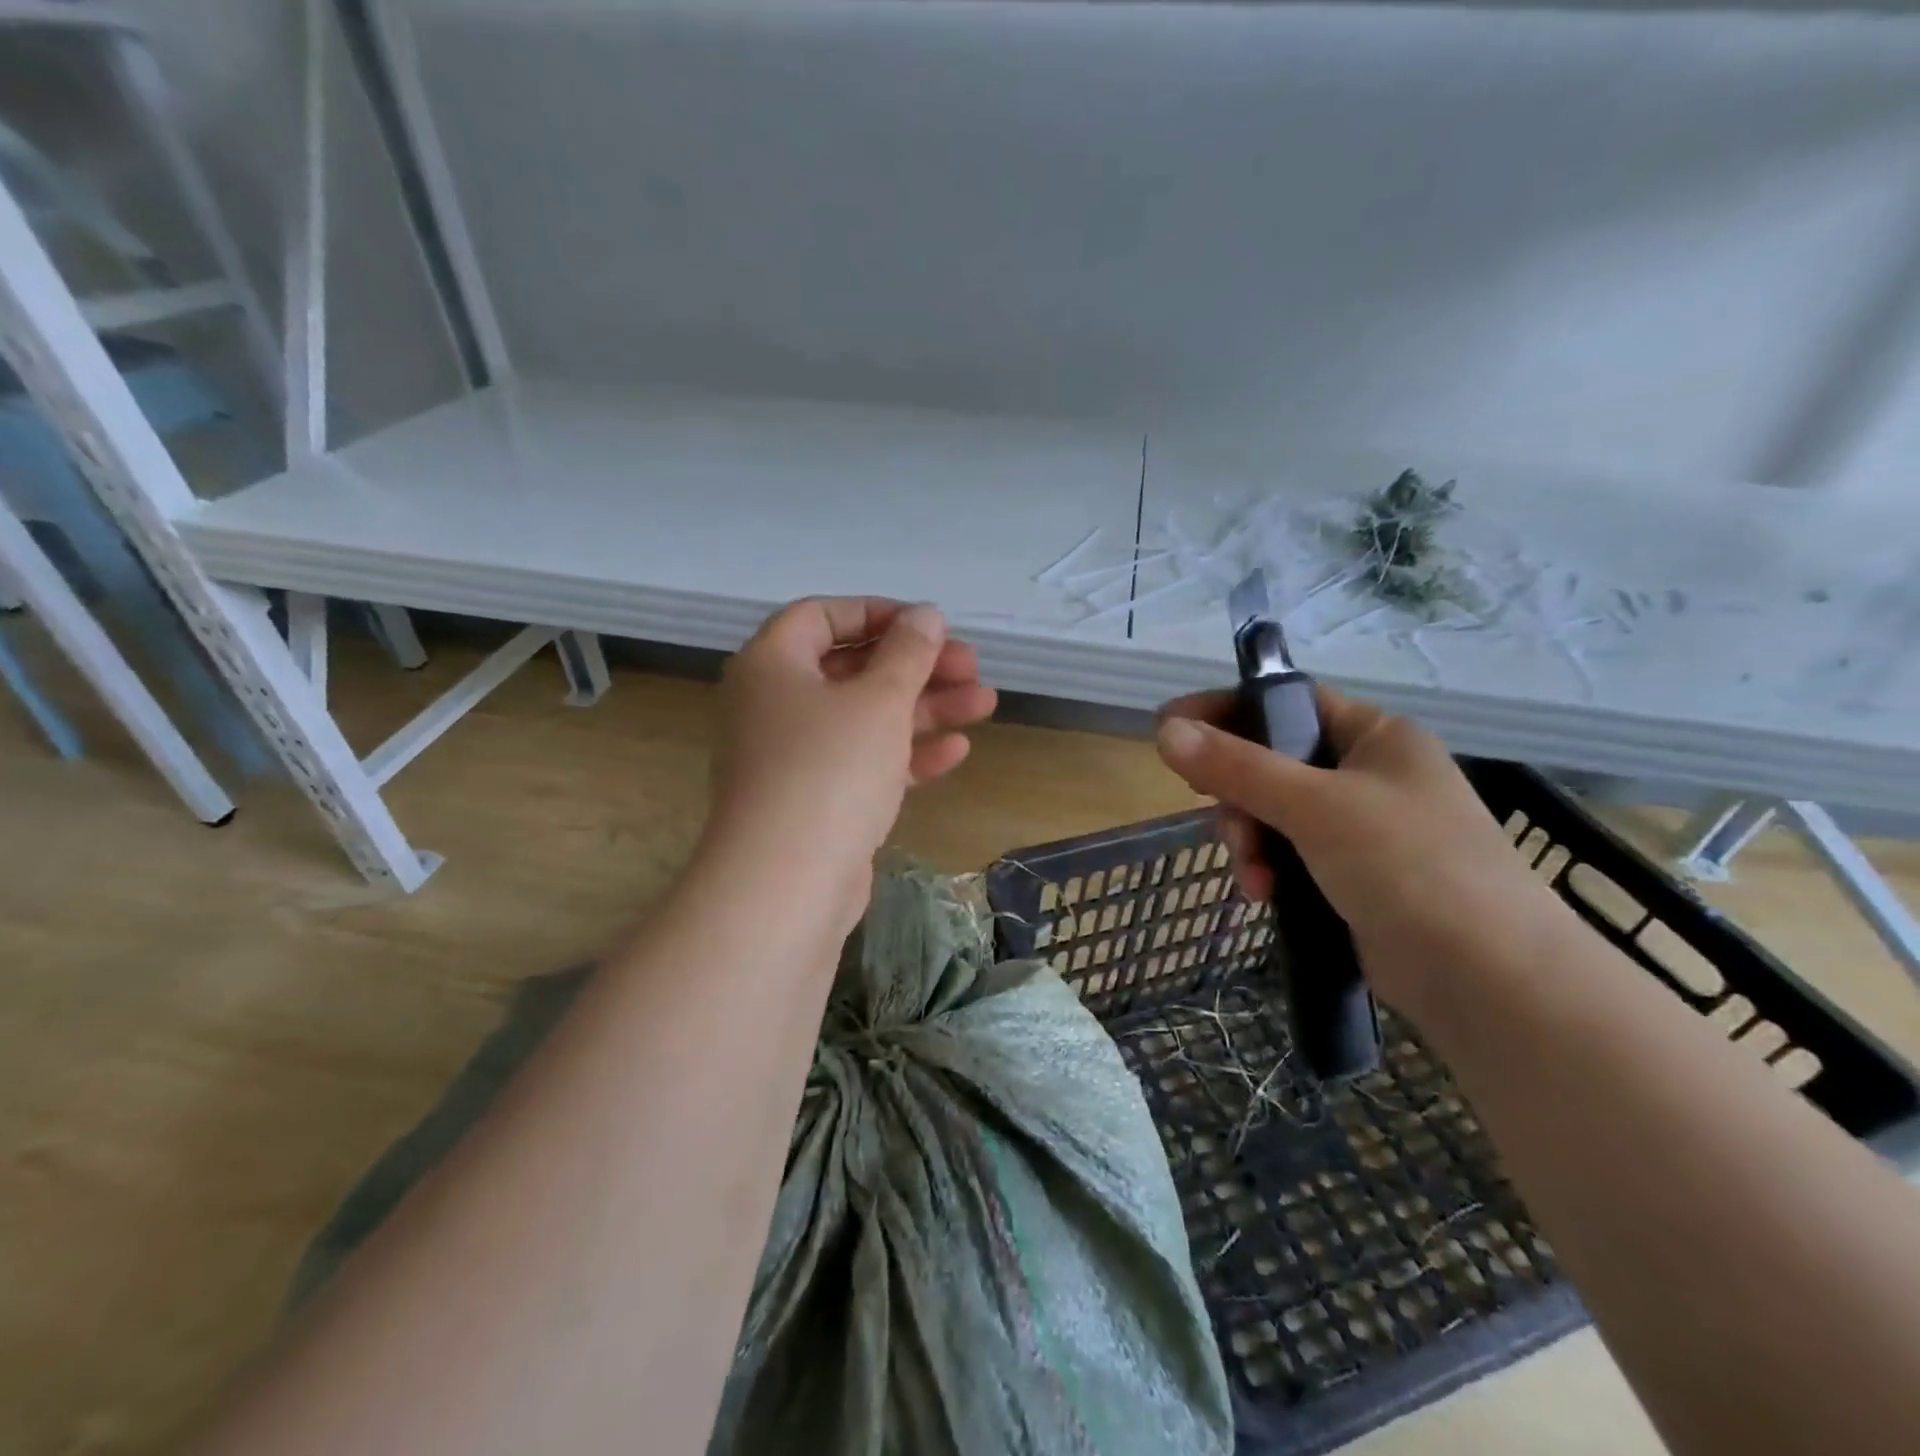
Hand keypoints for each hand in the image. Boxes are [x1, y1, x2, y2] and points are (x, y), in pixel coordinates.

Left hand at [704, 598, 996, 924]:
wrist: (786, 885)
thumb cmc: (830, 769)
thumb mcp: (879, 699)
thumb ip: (908, 652)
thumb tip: (925, 615)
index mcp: (772, 665)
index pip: (821, 616)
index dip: (877, 613)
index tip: (927, 626)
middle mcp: (774, 705)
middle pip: (853, 669)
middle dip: (916, 666)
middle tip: (972, 666)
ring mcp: (793, 758)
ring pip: (865, 718)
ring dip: (924, 708)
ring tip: (986, 702)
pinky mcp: (815, 802)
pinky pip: (863, 763)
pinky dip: (906, 754)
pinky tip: (957, 751)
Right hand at [1154, 686, 1567, 1010]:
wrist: (1491, 980)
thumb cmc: (1409, 866)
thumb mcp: (1316, 806)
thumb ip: (1237, 767)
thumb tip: (1165, 731)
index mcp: (1376, 736)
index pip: (1286, 702)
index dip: (1225, 711)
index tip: (1168, 728)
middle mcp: (1369, 774)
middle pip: (1271, 763)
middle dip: (1238, 798)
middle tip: (1226, 825)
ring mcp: (1364, 829)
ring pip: (1274, 815)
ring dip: (1251, 842)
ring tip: (1253, 879)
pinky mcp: (1355, 877)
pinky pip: (1290, 856)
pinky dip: (1270, 871)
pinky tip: (1264, 896)